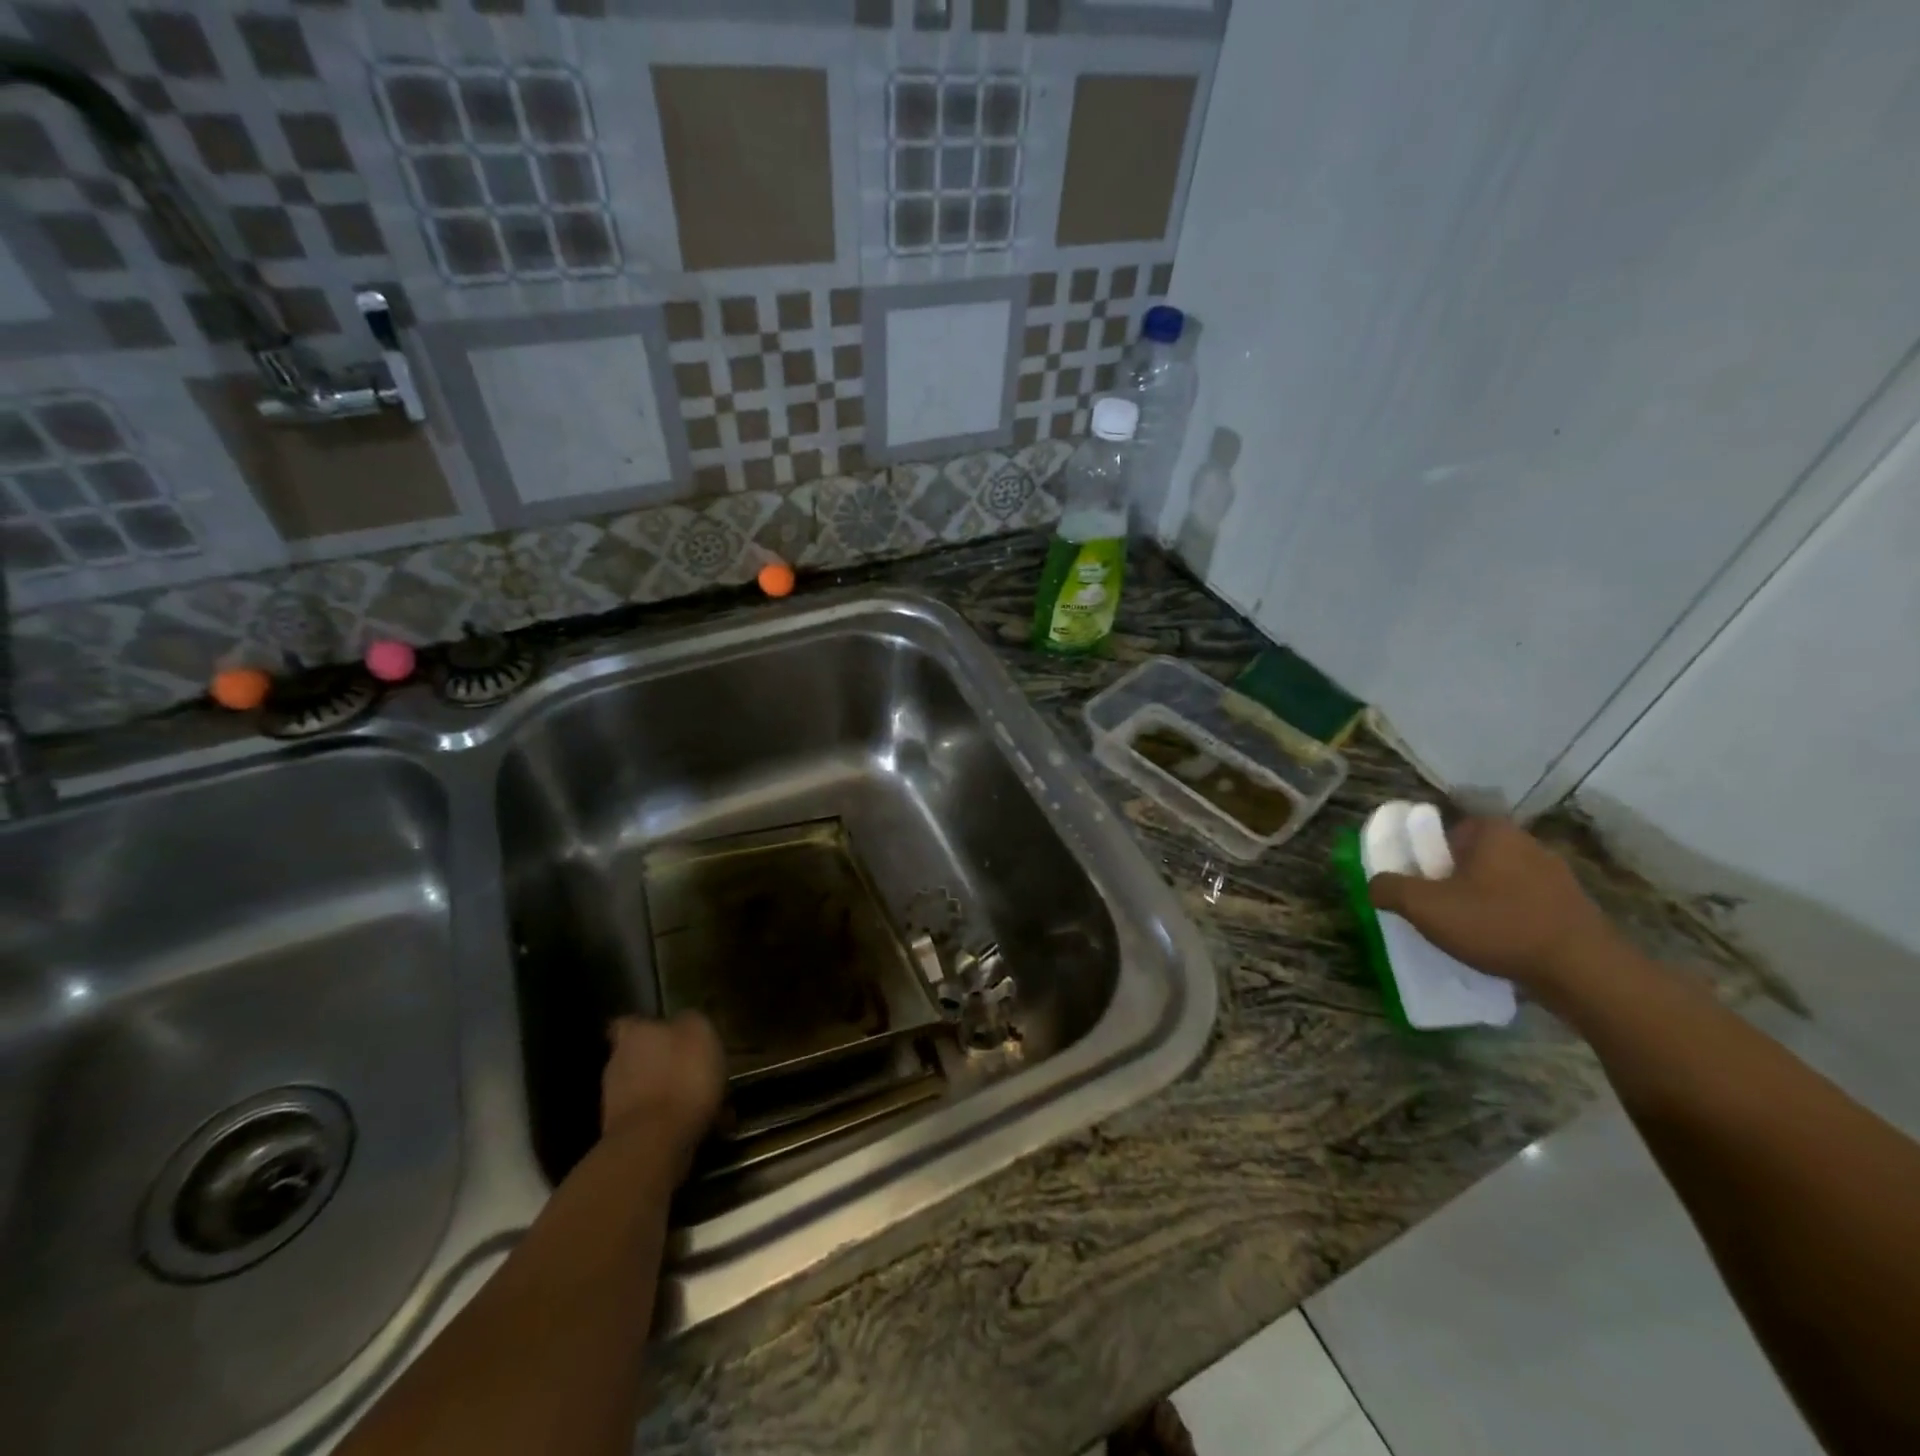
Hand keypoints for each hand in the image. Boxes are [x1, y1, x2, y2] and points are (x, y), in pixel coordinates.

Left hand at [601, 1013, 725, 1177]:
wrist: (655, 1143)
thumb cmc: (681, 1076)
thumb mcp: (699, 1031)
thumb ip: (689, 1021)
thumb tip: (684, 1021)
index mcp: (634, 1035)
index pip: (628, 1022)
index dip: (647, 1027)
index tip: (667, 1033)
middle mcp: (617, 1064)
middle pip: (640, 1058)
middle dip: (665, 1064)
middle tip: (697, 1071)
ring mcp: (615, 1103)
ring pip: (649, 1091)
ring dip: (672, 1096)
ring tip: (707, 1105)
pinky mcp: (622, 1137)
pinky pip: (655, 1121)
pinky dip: (674, 1123)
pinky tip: (704, 1129)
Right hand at [1367, 816, 1620, 994]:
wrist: (1585, 973)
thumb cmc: (1498, 925)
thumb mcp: (1425, 907)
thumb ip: (1389, 888)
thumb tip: (1376, 885)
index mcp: (1492, 831)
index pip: (1443, 833)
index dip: (1425, 859)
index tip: (1420, 887)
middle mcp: (1527, 843)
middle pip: (1470, 858)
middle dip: (1452, 882)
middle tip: (1438, 912)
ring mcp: (1557, 875)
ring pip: (1498, 883)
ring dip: (1481, 903)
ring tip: (1469, 935)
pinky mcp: (1574, 907)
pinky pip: (1524, 906)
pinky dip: (1508, 920)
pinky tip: (1501, 946)